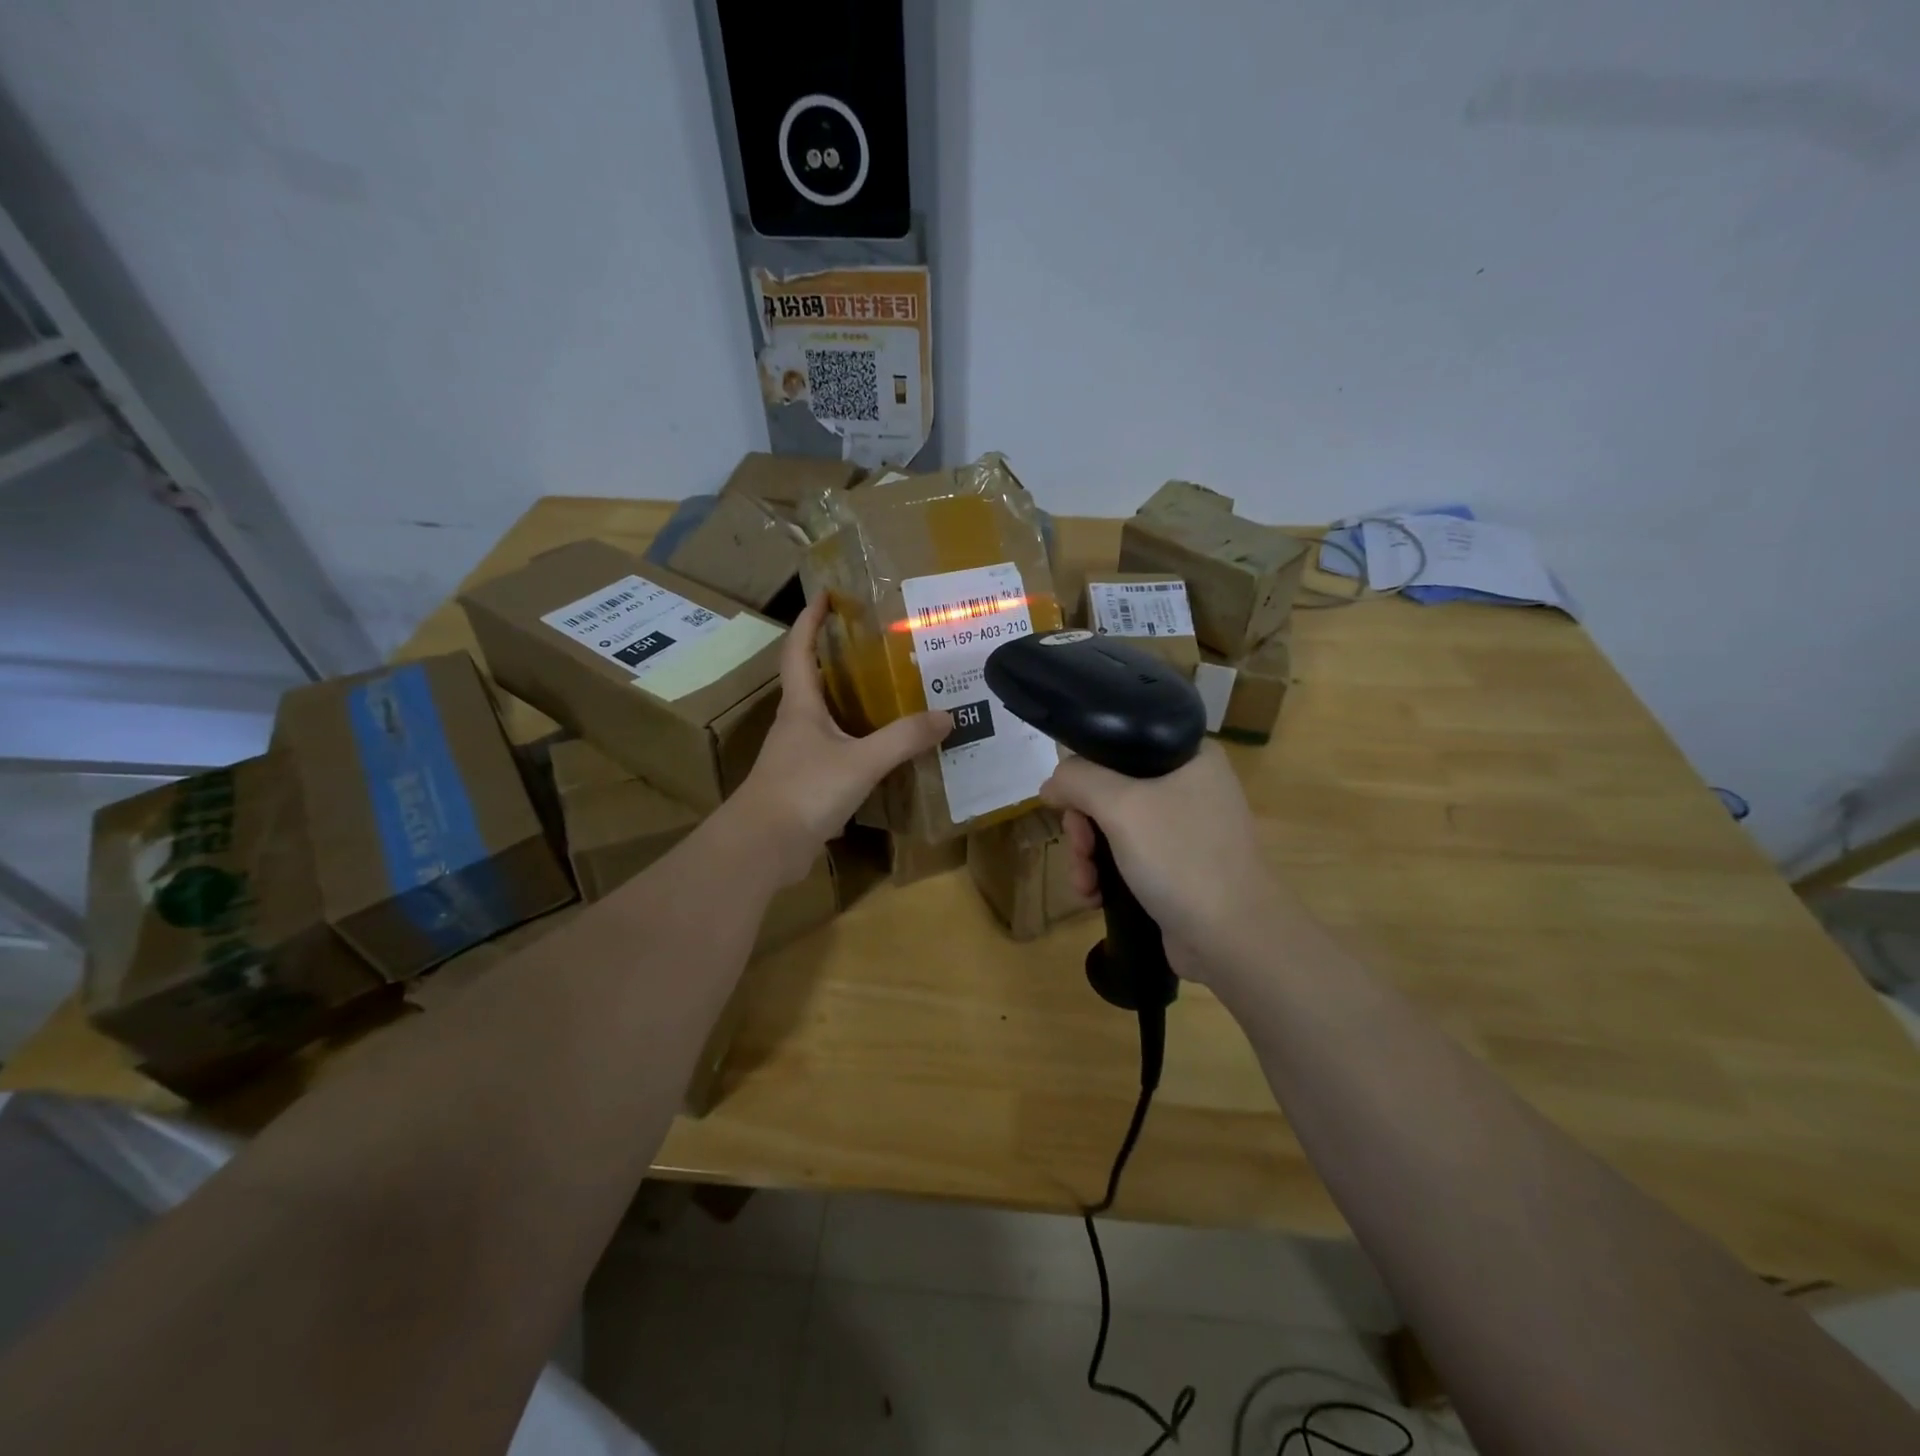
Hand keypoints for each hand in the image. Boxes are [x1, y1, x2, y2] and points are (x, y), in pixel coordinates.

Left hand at [732, 596, 950, 883]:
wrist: (763, 848)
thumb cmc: (804, 791)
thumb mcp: (861, 761)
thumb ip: (903, 739)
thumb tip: (946, 716)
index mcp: (801, 706)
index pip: (799, 650)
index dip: (810, 621)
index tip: (825, 596)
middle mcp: (796, 725)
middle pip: (813, 681)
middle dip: (837, 659)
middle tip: (876, 646)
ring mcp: (798, 757)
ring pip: (826, 720)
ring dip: (851, 705)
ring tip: (889, 695)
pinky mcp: (805, 785)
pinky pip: (835, 753)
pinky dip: (858, 745)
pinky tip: (883, 753)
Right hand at [1041, 743, 1293, 984]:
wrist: (1234, 939)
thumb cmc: (1181, 858)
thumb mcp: (1122, 805)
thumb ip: (1078, 780)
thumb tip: (1052, 784)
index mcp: (1189, 755)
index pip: (1119, 745)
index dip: (1085, 772)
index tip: (1069, 804)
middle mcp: (1189, 786)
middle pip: (1110, 791)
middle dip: (1083, 827)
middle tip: (1080, 850)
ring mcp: (1185, 830)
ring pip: (1113, 828)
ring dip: (1088, 856)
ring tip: (1085, 884)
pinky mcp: (1177, 867)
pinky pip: (1128, 858)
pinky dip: (1106, 874)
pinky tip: (1095, 897)